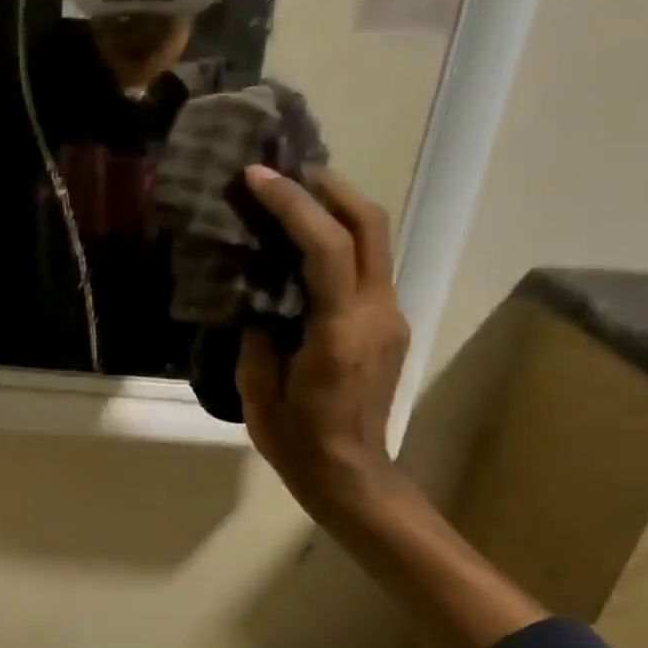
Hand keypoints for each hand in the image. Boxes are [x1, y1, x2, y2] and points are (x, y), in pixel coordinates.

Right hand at [237, 165, 412, 522]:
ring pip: (376, 241)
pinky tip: (309, 245)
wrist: (350, 474)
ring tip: (296, 197)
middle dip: (330, 188)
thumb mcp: (259, 391)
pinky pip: (369, 267)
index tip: (257, 177)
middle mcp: (377, 313)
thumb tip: (257, 295)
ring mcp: (390, 317)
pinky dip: (342, 241)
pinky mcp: (389, 325)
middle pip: (370, 225)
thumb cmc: (298, 441)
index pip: (325, 247)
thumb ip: (258, 335)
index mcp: (341, 331)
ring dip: (339, 209)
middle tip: (287, 172)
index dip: (292, 205)